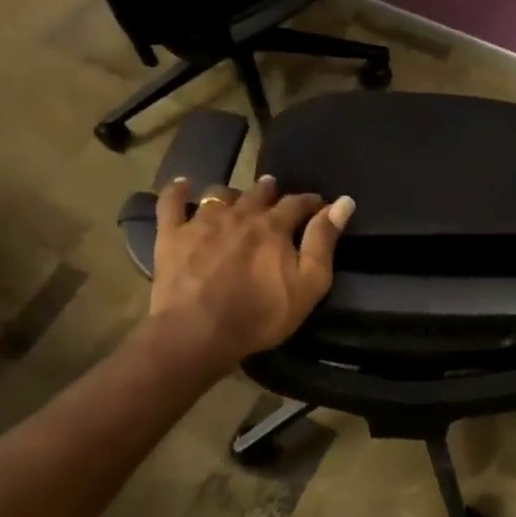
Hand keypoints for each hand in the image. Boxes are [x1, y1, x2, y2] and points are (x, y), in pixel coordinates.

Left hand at [150, 176, 355, 369]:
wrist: (198, 331)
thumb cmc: (260, 314)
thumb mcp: (307, 285)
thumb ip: (323, 242)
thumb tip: (343, 203)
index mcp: (273, 226)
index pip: (297, 203)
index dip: (310, 202)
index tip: (318, 205)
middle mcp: (239, 214)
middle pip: (257, 193)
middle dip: (269, 191)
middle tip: (272, 192)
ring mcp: (202, 221)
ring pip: (219, 194)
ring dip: (231, 193)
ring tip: (235, 198)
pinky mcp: (172, 234)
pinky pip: (171, 202)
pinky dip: (177, 190)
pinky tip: (183, 185)